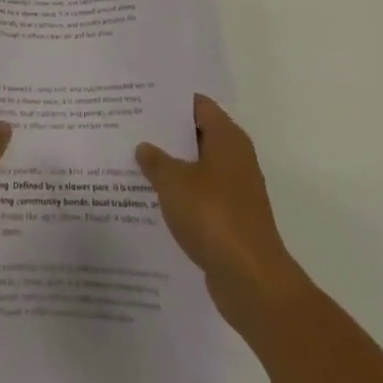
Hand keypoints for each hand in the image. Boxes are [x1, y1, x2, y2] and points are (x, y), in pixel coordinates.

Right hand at [136, 95, 310, 336]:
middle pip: (197, 135)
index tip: (141, 100)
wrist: (252, 282)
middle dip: (166, 135)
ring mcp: (236, 191)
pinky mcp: (232, 220)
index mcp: (227, 139)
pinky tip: (152, 200)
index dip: (170, 101)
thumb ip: (155, 160)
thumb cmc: (213, 217)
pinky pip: (201, 197)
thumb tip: (144, 147)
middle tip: (131, 129)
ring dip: (172, 168)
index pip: (198, 105)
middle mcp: (236, 159)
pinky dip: (181, 196)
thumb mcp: (173, 182)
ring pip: (198, 168)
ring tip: (135, 163)